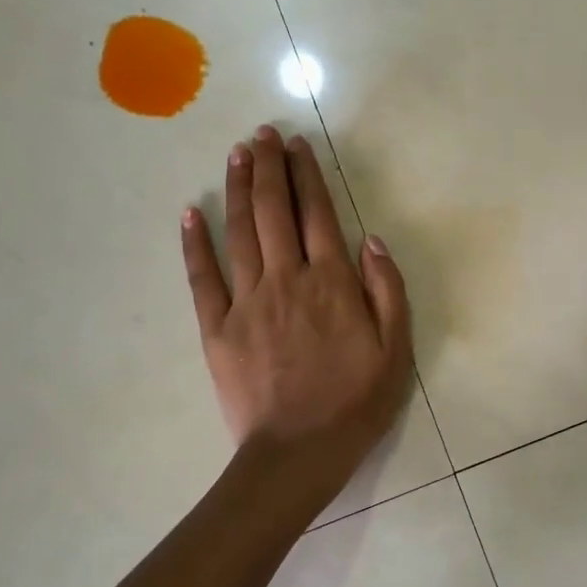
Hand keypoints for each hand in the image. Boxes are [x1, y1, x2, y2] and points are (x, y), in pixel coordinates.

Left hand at [181, 126, 411, 496]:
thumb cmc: (355, 404)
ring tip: (237, 154)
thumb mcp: (396, 352)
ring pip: (240, 232)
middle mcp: (287, 280)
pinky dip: (194, 243)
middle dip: (269, 167)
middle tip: (262, 134)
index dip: (307, 175)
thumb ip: (387, 291)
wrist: (299, 452)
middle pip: (275, 211)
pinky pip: (202, 277)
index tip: (297, 145)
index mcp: (332, 284)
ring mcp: (247, 302)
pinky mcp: (217, 328)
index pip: (318, 215)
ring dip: (239, 189)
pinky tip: (190, 212)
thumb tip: (372, 240)